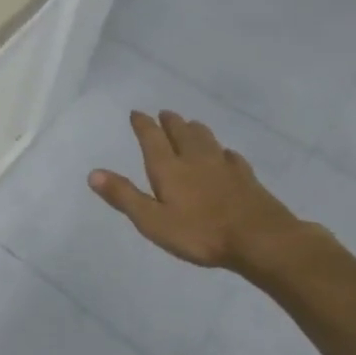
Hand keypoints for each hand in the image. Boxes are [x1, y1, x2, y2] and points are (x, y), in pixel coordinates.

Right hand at [89, 110, 302, 271]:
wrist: (262, 241)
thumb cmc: (201, 233)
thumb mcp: (153, 221)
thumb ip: (124, 196)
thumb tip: (93, 173)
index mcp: (169, 167)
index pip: (152, 137)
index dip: (142, 124)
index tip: (136, 113)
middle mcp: (195, 159)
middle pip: (181, 132)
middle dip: (170, 122)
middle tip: (164, 113)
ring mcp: (224, 167)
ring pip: (207, 139)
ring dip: (195, 129)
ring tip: (191, 124)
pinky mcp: (247, 179)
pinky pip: (232, 157)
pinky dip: (223, 151)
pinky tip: (226, 154)